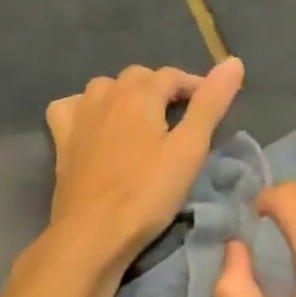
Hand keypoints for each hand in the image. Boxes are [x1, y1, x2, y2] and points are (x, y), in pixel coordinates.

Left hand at [44, 59, 244, 268]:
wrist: (92, 234)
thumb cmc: (146, 193)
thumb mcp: (189, 150)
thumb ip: (210, 104)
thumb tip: (233, 62)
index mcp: (140, 93)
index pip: (173, 75)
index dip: (195, 86)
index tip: (211, 107)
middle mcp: (107, 94)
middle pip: (139, 77)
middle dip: (162, 89)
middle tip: (180, 119)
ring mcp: (79, 114)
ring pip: (106, 88)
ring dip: (126, 96)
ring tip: (143, 122)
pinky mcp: (62, 138)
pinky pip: (72, 107)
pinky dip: (85, 108)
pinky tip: (95, 125)